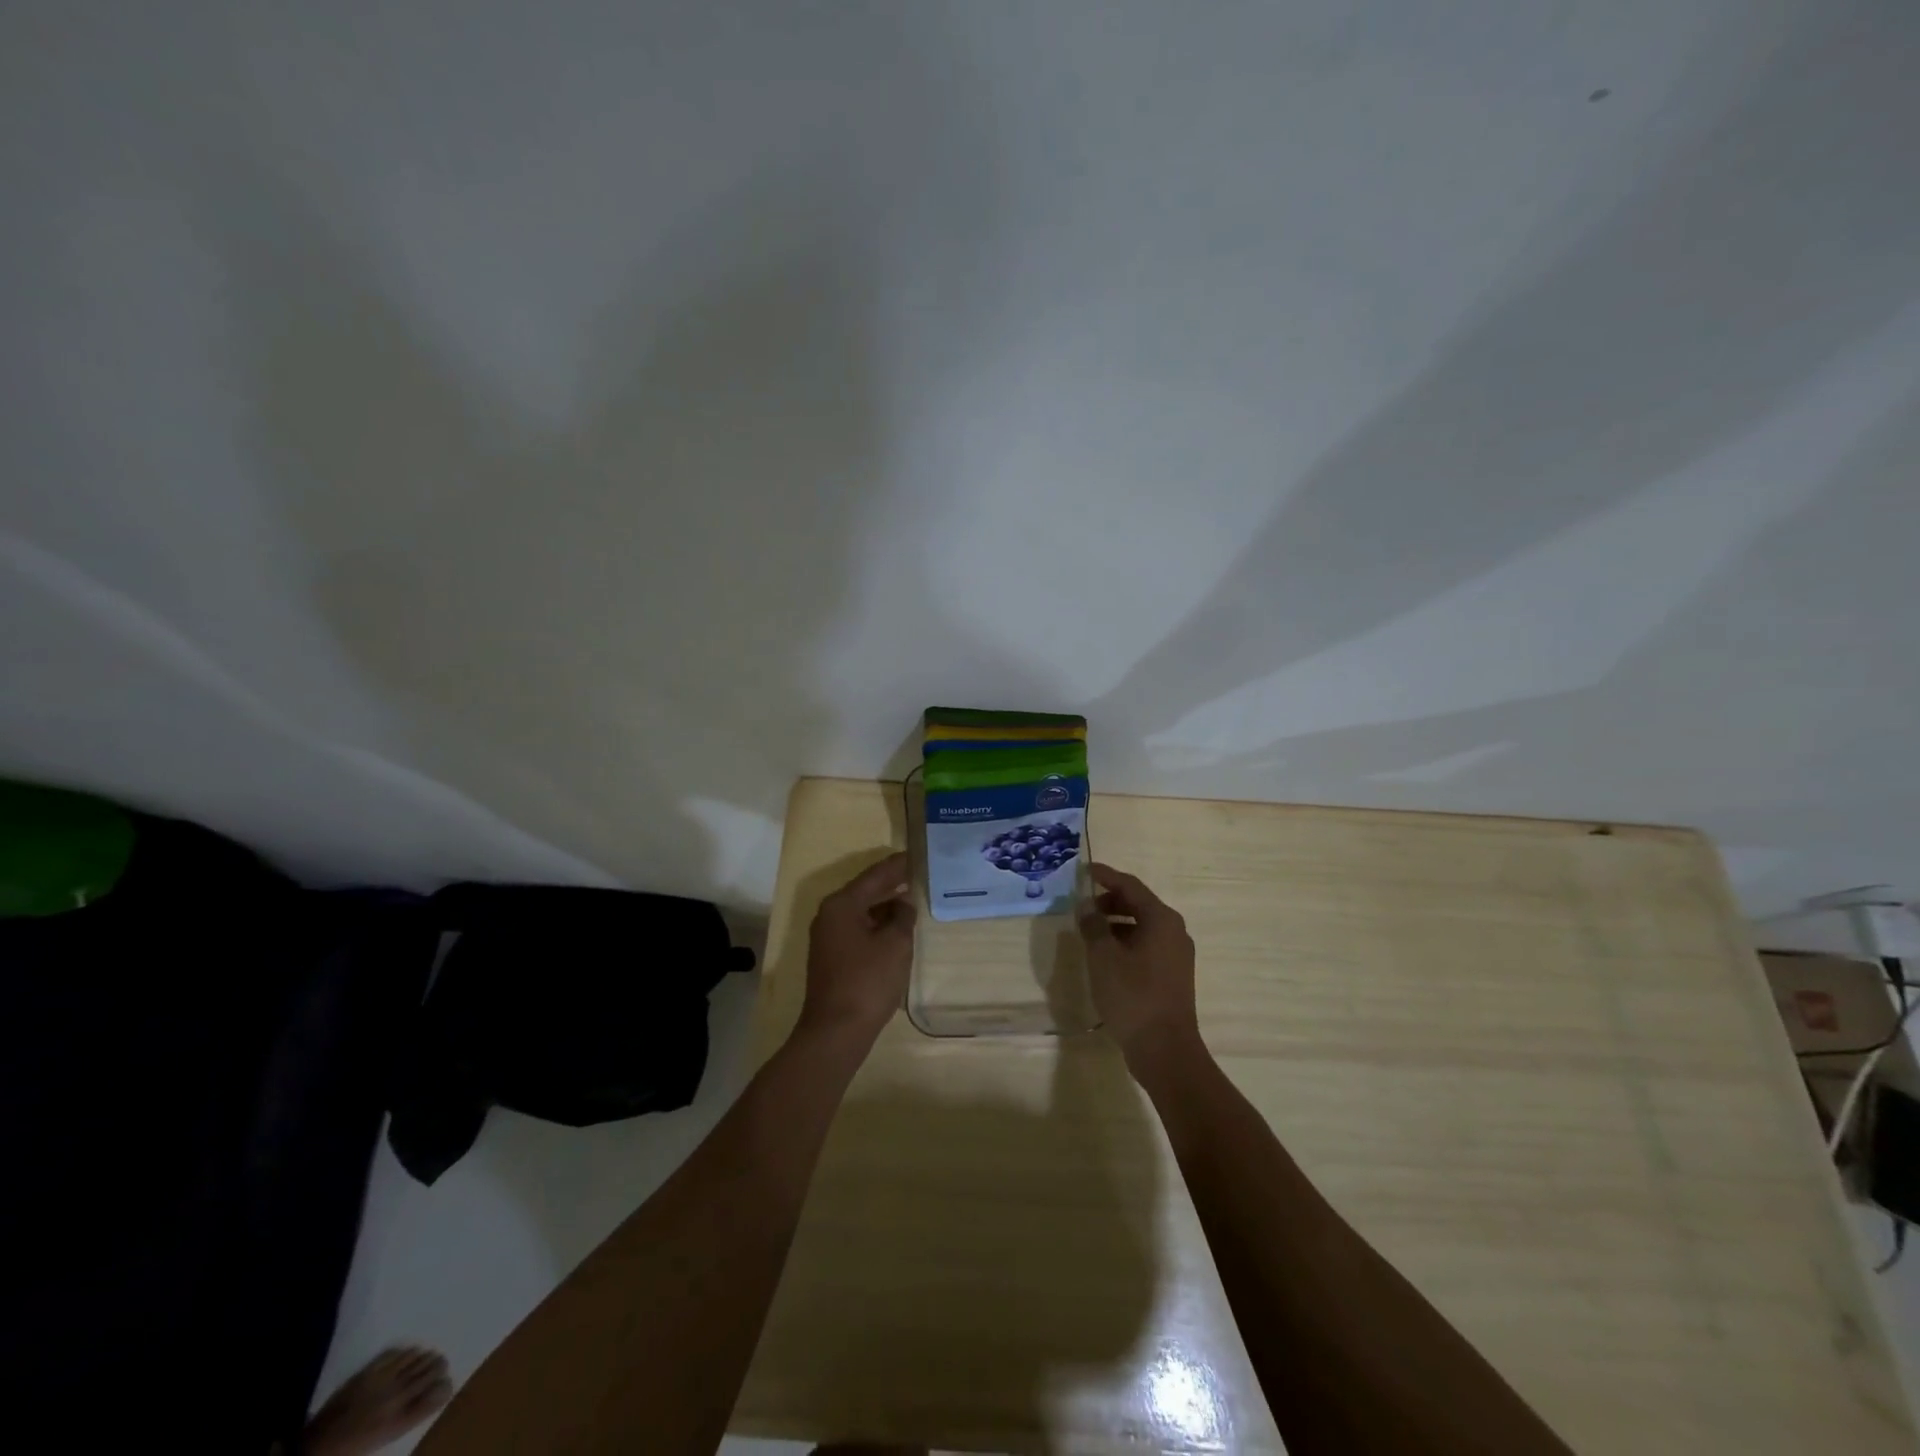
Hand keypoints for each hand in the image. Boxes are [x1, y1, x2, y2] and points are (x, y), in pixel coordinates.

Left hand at [798, 851, 915, 1047]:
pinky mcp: (831, 956)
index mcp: (842, 904)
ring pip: (861, 910)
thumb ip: (902, 917)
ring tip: (912, 898)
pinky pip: (857, 928)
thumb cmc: (867, 982)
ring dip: (885, 905)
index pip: (874, 876)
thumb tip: (903, 903)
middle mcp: (830, 914)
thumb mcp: (895, 944)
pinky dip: (876, 923)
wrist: (836, 1031)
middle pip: (865, 891)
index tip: (917, 854)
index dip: (897, 865)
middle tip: (918, 873)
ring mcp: (827, 936)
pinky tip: (895, 927)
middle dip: (891, 883)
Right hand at [1078, 863, 1200, 1071]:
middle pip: (1139, 904)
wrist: (1165, 1050)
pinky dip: (1125, 940)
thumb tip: (1087, 905)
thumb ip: (1093, 925)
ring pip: (1142, 926)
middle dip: (1110, 900)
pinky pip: (1146, 945)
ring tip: (1089, 929)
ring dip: (1116, 922)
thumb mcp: (1104, 957)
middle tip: (1083, 903)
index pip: (1131, 886)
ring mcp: (1176, 954)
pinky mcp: (1172, 975)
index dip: (1106, 876)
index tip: (1084, 871)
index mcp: (1162, 919)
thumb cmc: (1133, 996)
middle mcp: (1174, 931)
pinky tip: (1105, 954)